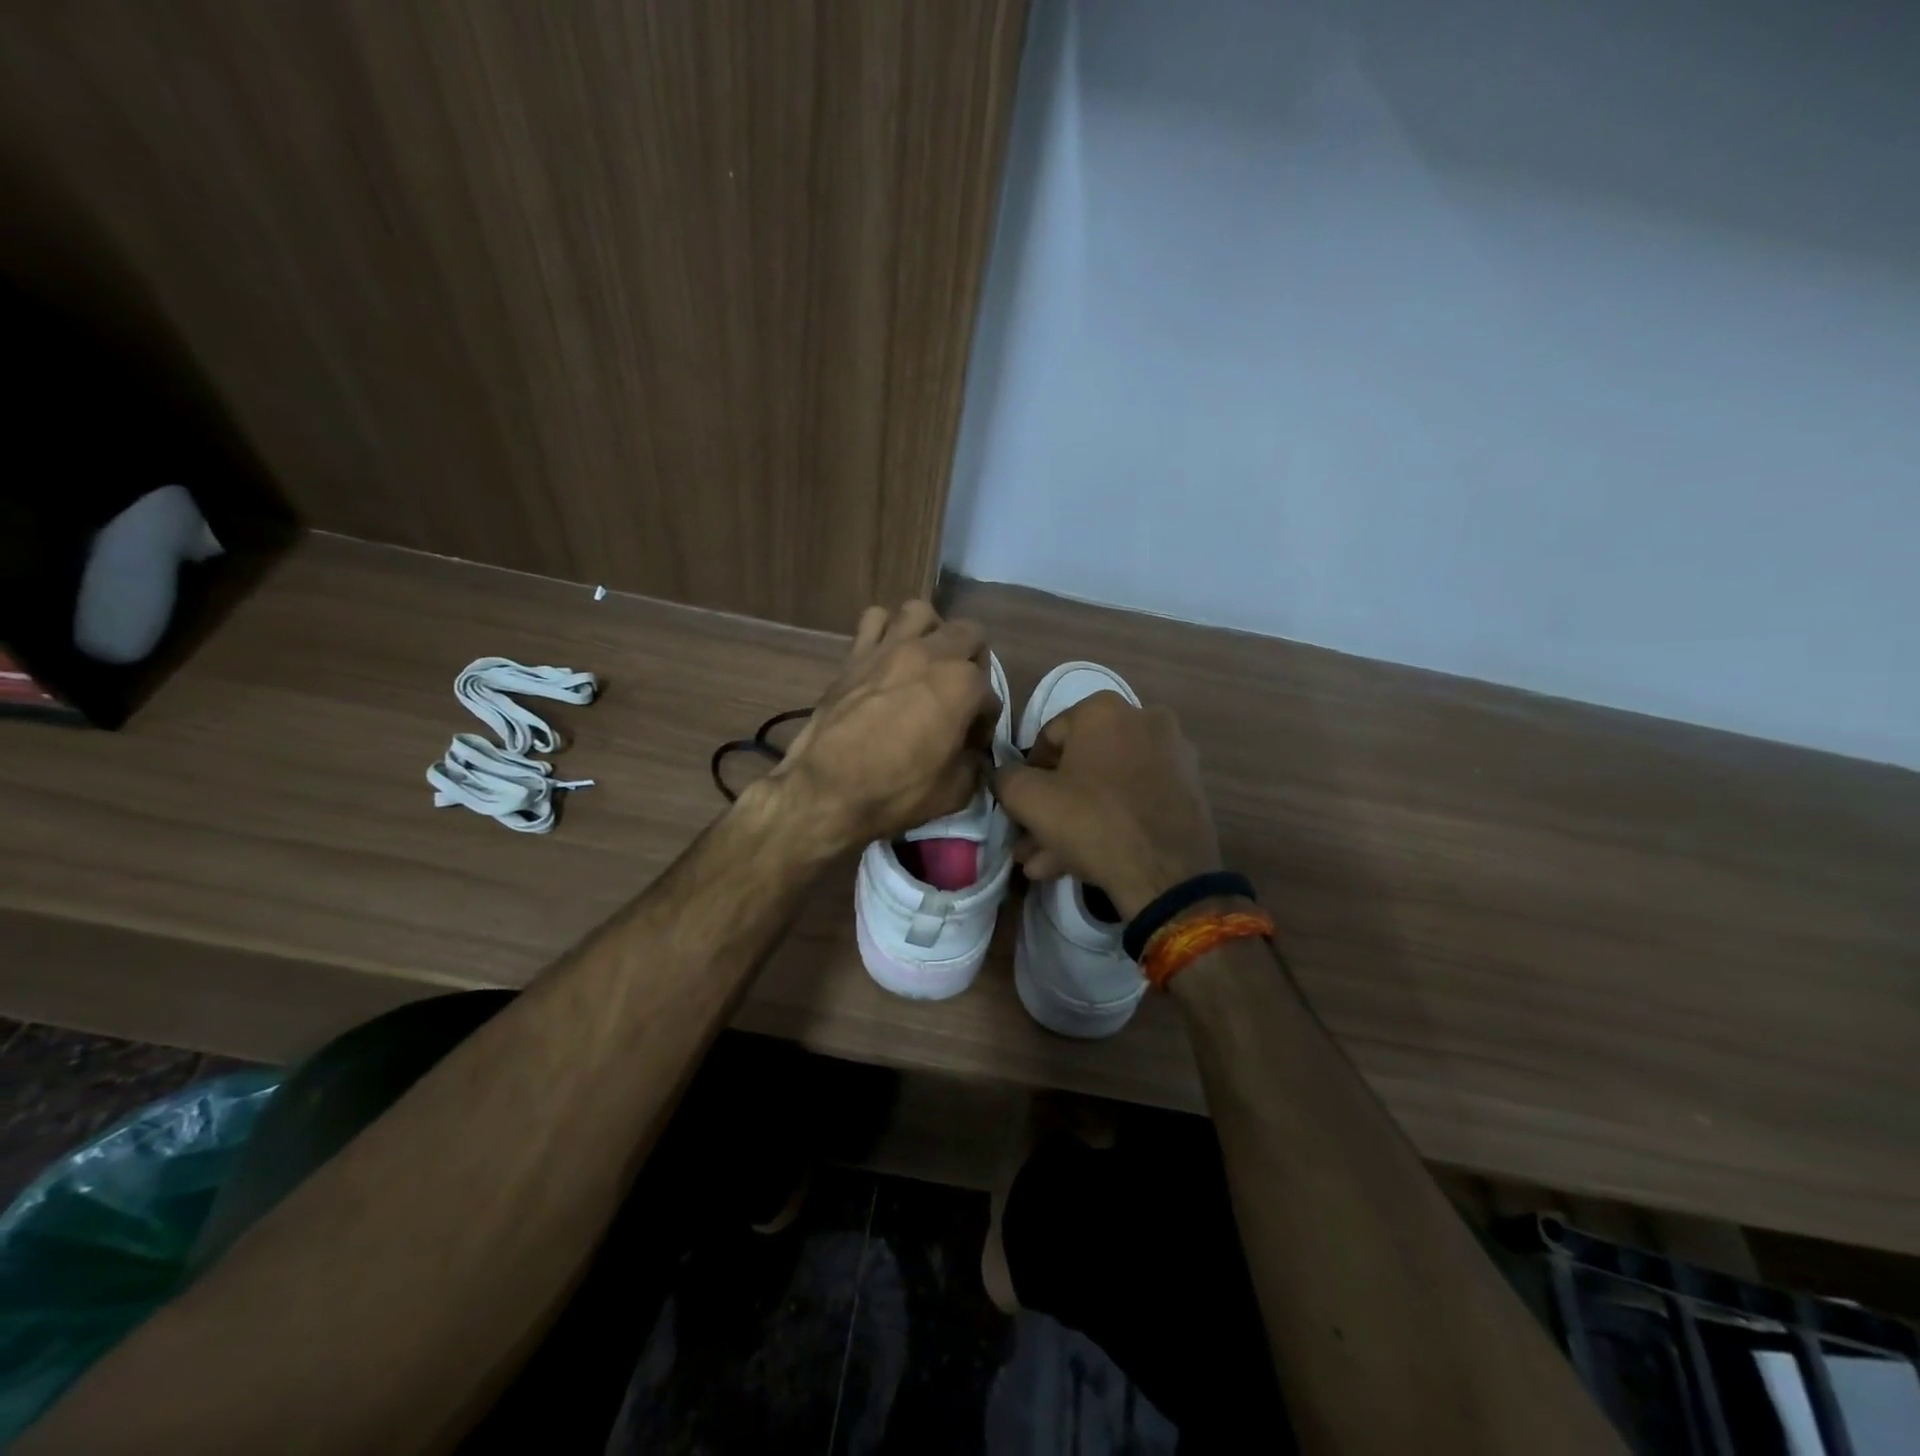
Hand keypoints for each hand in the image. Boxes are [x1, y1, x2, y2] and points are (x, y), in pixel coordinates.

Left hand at [767, 601, 998, 852]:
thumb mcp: (955, 791)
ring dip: (930, 632)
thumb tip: (973, 755)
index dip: (984, 722)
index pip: (990, 696)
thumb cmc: (896, 792)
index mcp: (963, 685)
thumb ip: (974, 764)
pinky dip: (884, 630)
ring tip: (926, 661)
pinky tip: (886, 655)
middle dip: (973, 661)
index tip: (971, 744)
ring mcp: (890, 648)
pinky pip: (874, 619)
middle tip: (959, 693)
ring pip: (921, 613)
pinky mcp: (855, 653)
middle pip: (969, 635)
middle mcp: (932, 654)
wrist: (826, 789)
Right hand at [992, 692, 1221, 919]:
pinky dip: (1108, 822)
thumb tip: (1004, 775)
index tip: (1020, 809)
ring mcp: (1172, 755)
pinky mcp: (1189, 789)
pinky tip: (1079, 862)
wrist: (1167, 874)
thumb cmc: (1092, 822)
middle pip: (1080, 766)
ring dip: (1073, 822)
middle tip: (1029, 842)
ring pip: (1106, 787)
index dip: (1027, 776)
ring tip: (1045, 863)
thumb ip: (1005, 778)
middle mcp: (1143, 720)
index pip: (1048, 738)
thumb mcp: (1028, 799)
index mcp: (1104, 709)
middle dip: (1051, 807)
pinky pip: (1134, 800)